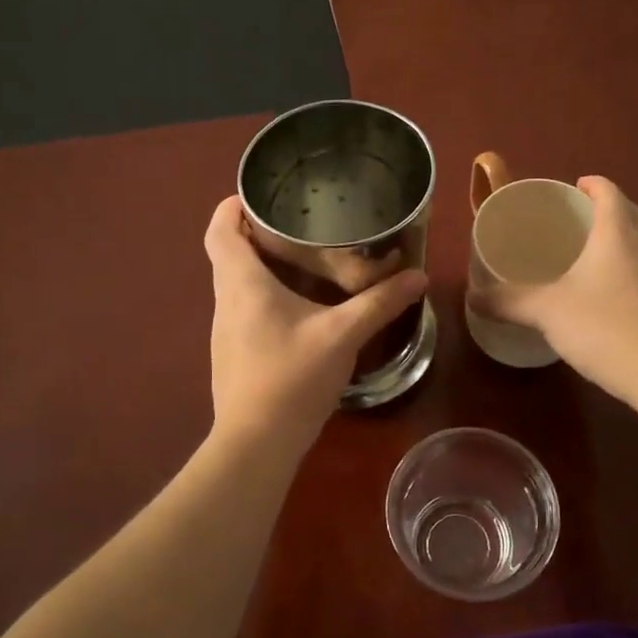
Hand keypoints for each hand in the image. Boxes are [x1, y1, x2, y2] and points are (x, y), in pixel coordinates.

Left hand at [204, 197, 428, 454]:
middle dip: (255, 234)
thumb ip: (380, 303)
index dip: (232, 206)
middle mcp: (225, 301)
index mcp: (242, 284)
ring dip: (261, 267)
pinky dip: (264, 297)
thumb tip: (418, 276)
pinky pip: (243, 310)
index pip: (219, 230)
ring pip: (236, 284)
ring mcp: (224, 331)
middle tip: (297, 224)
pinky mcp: (232, 354)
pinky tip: (298, 310)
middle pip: (227, 254)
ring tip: (302, 260)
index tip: (259, 196)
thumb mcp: (342, 335)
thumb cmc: (292, 377)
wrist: (257, 441)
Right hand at [470, 176, 637, 400]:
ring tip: (591, 255)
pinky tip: (609, 295)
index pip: (610, 193)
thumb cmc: (602, 325)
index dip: (593, 185)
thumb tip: (472, 297)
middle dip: (607, 210)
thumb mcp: (546, 311)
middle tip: (579, 219)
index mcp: (617, 234)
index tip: (576, 186)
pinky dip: (628, 272)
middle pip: (631, 215)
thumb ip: (508, 301)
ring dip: (621, 241)